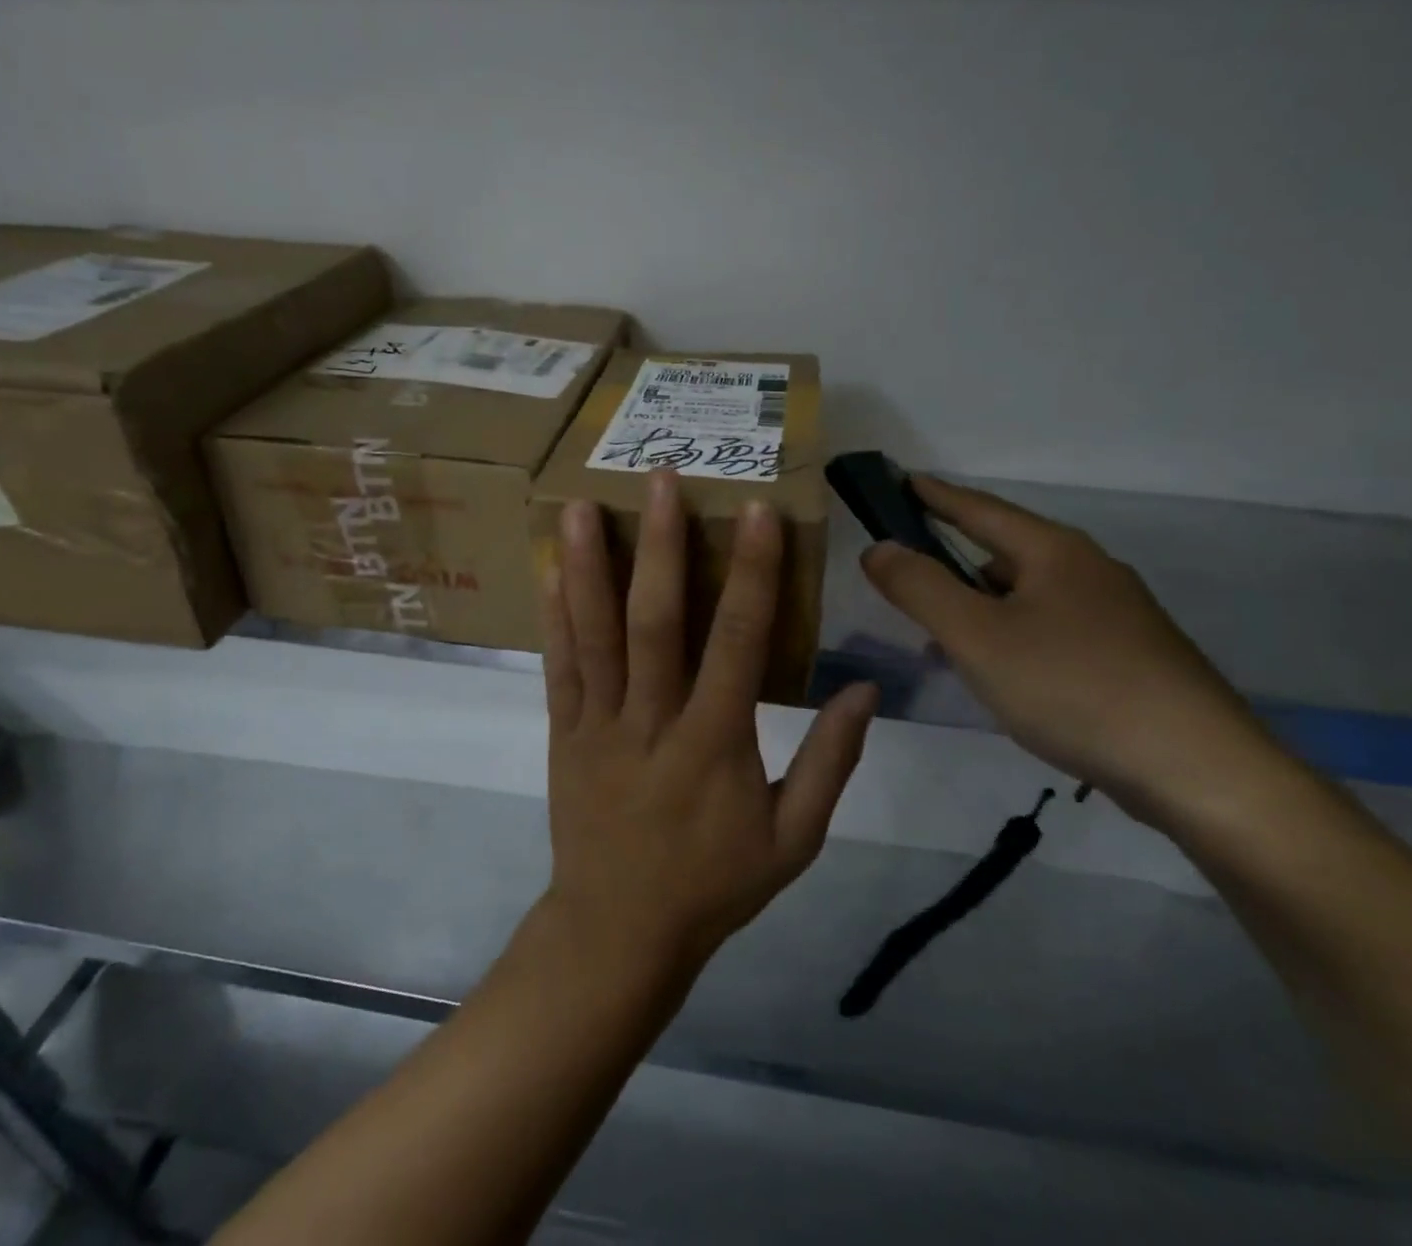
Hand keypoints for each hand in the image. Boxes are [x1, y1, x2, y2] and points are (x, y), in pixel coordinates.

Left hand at [542, 471, 878, 972]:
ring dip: (588, 566)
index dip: (751, 574)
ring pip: (594, 634)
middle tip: (659, 480)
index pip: (738, 643)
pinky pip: (557, 667)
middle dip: (659, 546)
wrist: (618, 931)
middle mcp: (651, 720)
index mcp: (714, 744)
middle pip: (655, 622)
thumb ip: (830, 763)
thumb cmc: (714, 884)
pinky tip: (548, 570)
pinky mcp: (563, 732)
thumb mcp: (794, 841)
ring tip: (580, 505)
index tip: (756, 513)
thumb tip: (864, 690)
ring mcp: (598, 723)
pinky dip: (553, 616)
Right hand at [861, 475, 1270, 818]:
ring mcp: (1116, 614)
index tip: (900, 480)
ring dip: (980, 606)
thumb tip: (878, 548)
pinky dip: (1011, 636)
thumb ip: (919, 588)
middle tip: (906, 576)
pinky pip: (1050, 628)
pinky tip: (1000, 674)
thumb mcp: (977, 636)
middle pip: (1004, 551)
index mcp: (1053, 551)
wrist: (1197, 770)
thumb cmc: (1073, 687)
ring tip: (943, 637)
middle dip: (952, 560)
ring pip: (1027, 595)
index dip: (934, 495)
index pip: (979, 509)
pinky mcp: (1130, 657)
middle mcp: (1088, 570)